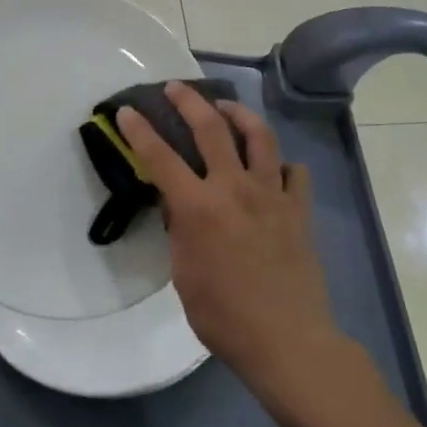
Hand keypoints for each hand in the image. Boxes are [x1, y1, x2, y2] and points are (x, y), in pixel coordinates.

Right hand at [116, 84, 341, 397]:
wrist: (286, 339)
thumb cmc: (224, 316)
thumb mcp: (184, 275)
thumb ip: (181, 231)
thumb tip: (180, 206)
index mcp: (199, 207)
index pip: (160, 157)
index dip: (140, 130)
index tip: (128, 110)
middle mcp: (235, 188)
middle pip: (211, 127)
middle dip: (189, 101)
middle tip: (175, 87)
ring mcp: (272, 195)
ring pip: (259, 136)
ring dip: (239, 114)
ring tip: (226, 108)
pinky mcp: (298, 208)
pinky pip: (294, 172)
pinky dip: (281, 163)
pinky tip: (273, 167)